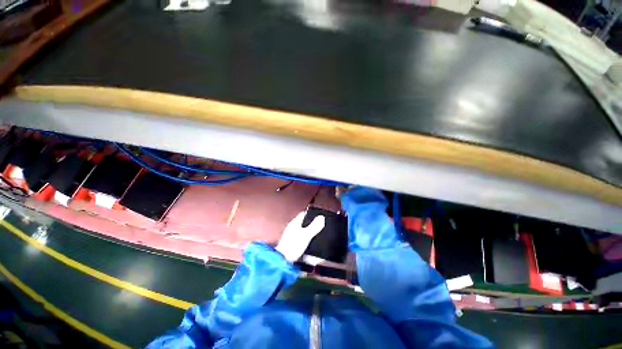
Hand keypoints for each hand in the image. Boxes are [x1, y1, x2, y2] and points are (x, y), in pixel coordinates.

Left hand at [276, 211, 324, 261]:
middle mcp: (292, 230)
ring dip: (310, 237)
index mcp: (294, 223)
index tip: (318, 216)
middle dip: (312, 226)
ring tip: (318, 239)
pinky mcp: (293, 247)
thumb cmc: (292, 246)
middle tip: (320, 228)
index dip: (311, 214)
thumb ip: (314, 226)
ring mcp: (292, 238)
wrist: (283, 262)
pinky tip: (312, 250)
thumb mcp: (306, 235)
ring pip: (304, 234)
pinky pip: (303, 244)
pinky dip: (308, 246)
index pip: (303, 214)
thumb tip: (321, 217)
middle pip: (304, 225)